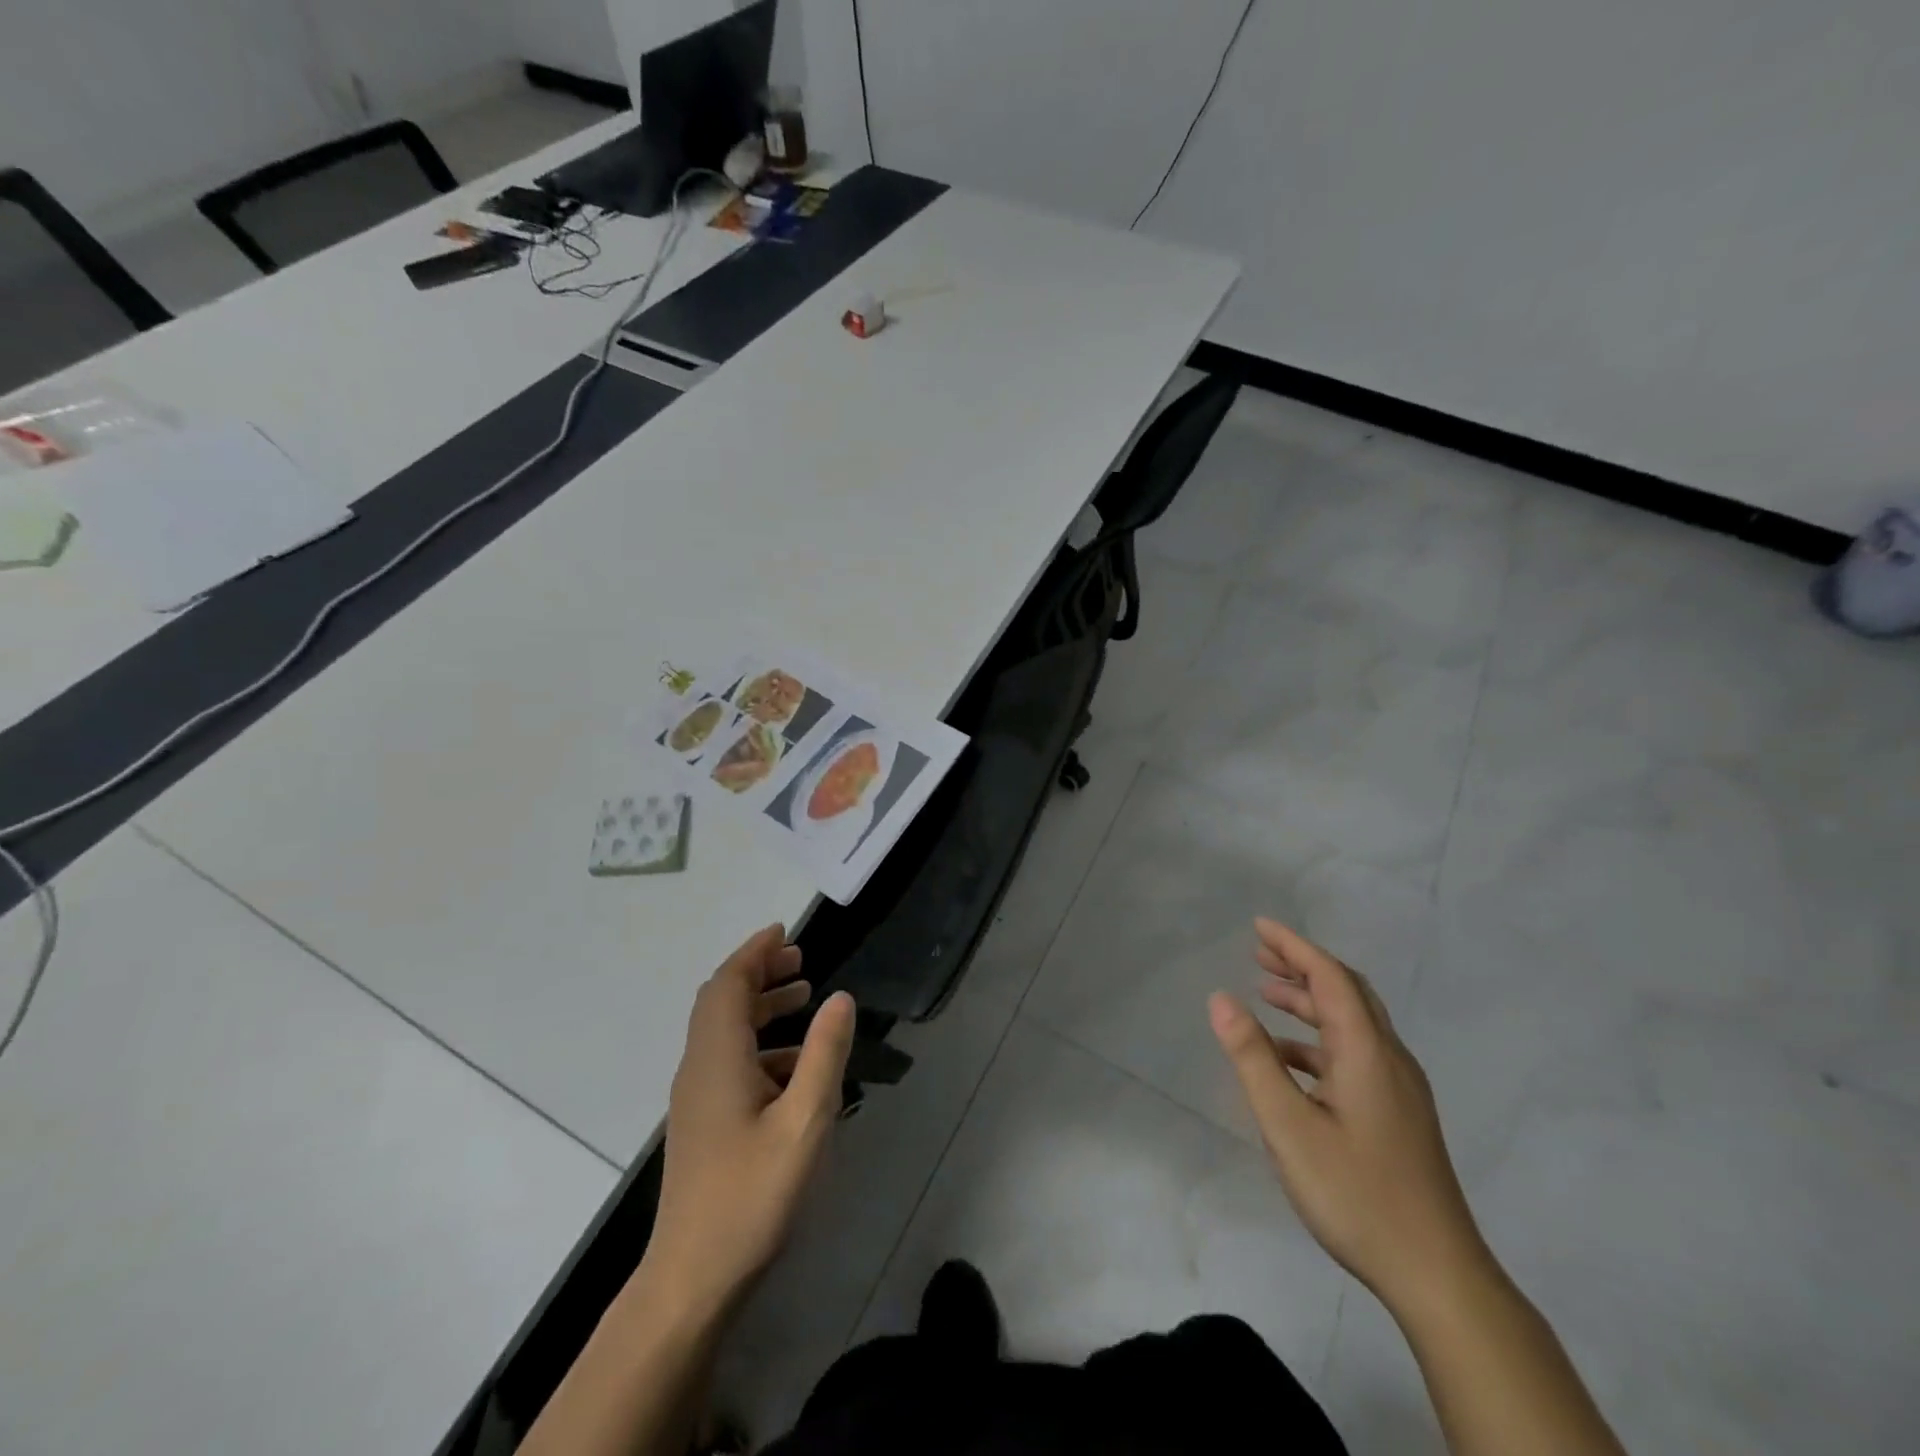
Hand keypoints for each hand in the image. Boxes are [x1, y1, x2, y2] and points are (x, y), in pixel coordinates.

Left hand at [645, 925, 855, 1319]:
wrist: (691, 1281)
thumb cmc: (751, 1197)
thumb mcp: (805, 1122)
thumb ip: (824, 1054)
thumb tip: (841, 998)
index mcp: (718, 1059)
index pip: (728, 984)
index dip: (754, 952)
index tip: (785, 933)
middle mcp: (700, 1069)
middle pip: (721, 1001)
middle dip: (758, 973)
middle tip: (799, 961)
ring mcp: (696, 1099)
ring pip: (724, 1031)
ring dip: (760, 1006)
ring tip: (803, 999)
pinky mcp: (702, 1124)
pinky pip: (728, 1061)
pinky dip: (760, 1044)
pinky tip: (795, 1066)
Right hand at [1209, 918, 1487, 1315]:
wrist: (1438, 1276)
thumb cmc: (1356, 1193)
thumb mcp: (1288, 1125)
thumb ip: (1252, 1058)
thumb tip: (1221, 998)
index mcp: (1368, 1052)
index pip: (1330, 977)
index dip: (1294, 947)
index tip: (1259, 926)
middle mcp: (1389, 1059)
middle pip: (1346, 993)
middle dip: (1302, 967)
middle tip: (1259, 954)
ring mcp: (1399, 1089)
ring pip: (1352, 1024)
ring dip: (1309, 1002)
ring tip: (1266, 995)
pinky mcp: (1398, 1115)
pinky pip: (1355, 1054)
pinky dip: (1318, 1040)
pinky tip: (1289, 1060)